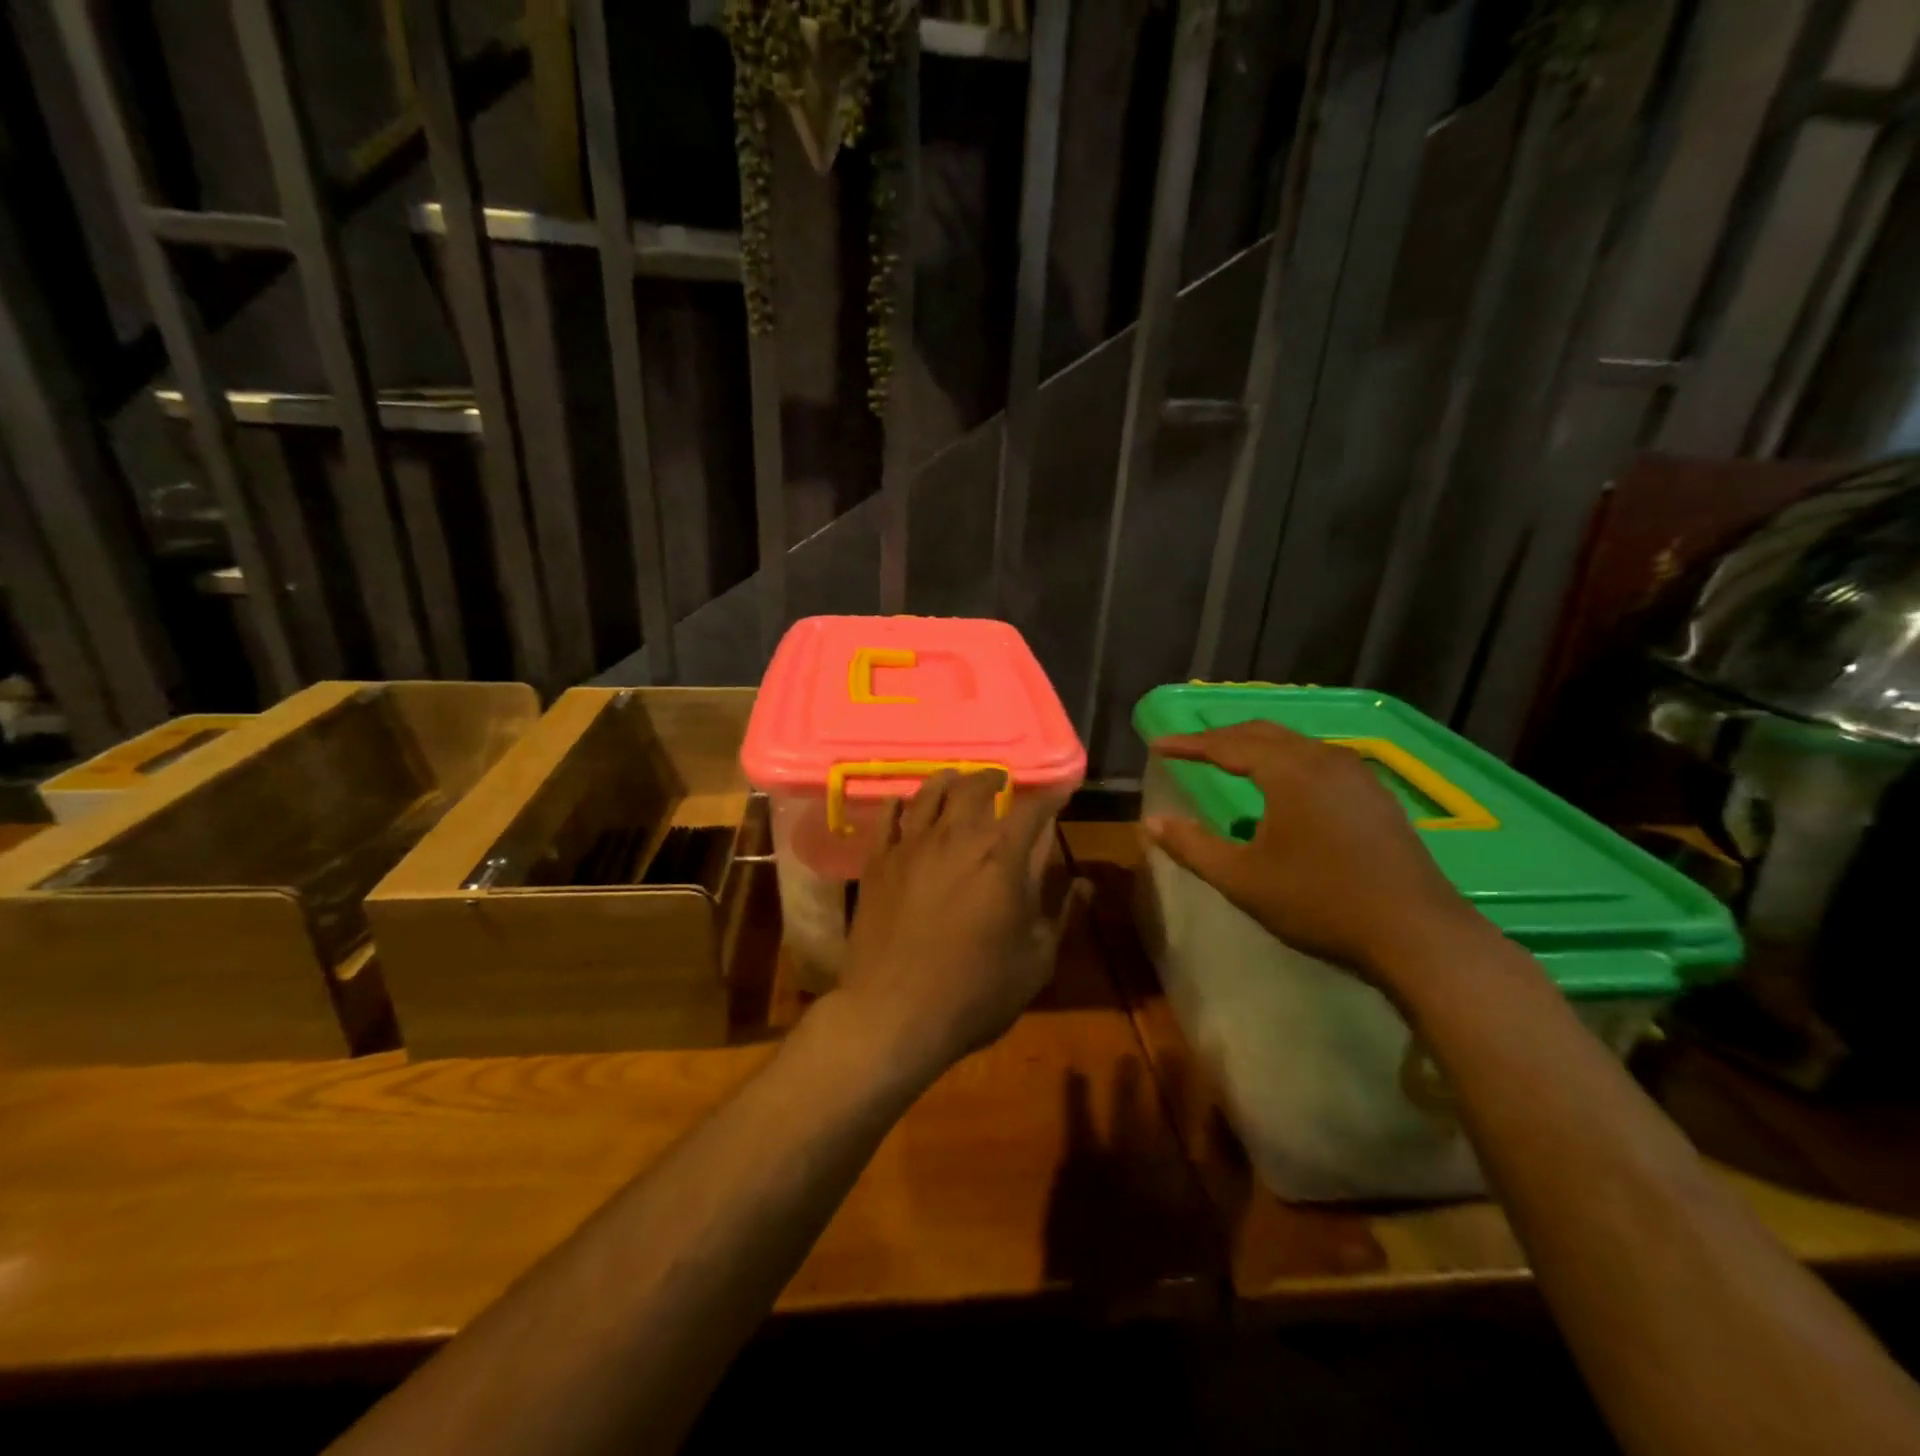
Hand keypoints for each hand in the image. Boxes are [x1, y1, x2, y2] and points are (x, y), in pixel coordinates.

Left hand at [830, 770, 1067, 1087]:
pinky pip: (888, 817)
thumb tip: (1083, 883)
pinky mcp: (878, 861)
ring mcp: (912, 845)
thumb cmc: (975, 993)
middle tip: (1003, 781)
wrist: (893, 1014)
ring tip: (957, 780)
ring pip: (931, 791)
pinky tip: (904, 803)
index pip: (1032, 809)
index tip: (1061, 792)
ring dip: (950, 780)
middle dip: (995, 779)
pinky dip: (900, 803)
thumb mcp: (1035, 960)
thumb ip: (1060, 914)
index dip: (1050, 796)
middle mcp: (957, 837)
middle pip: (976, 787)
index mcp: (1003, 857)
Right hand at [1143, 720, 1487, 989]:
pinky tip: (1284, 787)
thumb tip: (1150, 823)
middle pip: (1263, 733)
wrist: (1416, 934)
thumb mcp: (1243, 879)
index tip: (1157, 746)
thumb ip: (1192, 846)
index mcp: (1289, 771)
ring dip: (1256, 746)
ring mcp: (1357, 775)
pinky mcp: (1375, 796)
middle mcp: (1324, 760)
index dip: (1189, 745)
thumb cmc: (1319, 902)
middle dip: (1221, 737)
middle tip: (1188, 747)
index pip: (1227, 745)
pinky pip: (1319, 760)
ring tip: (1229, 759)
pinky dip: (1286, 760)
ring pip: (1295, 744)